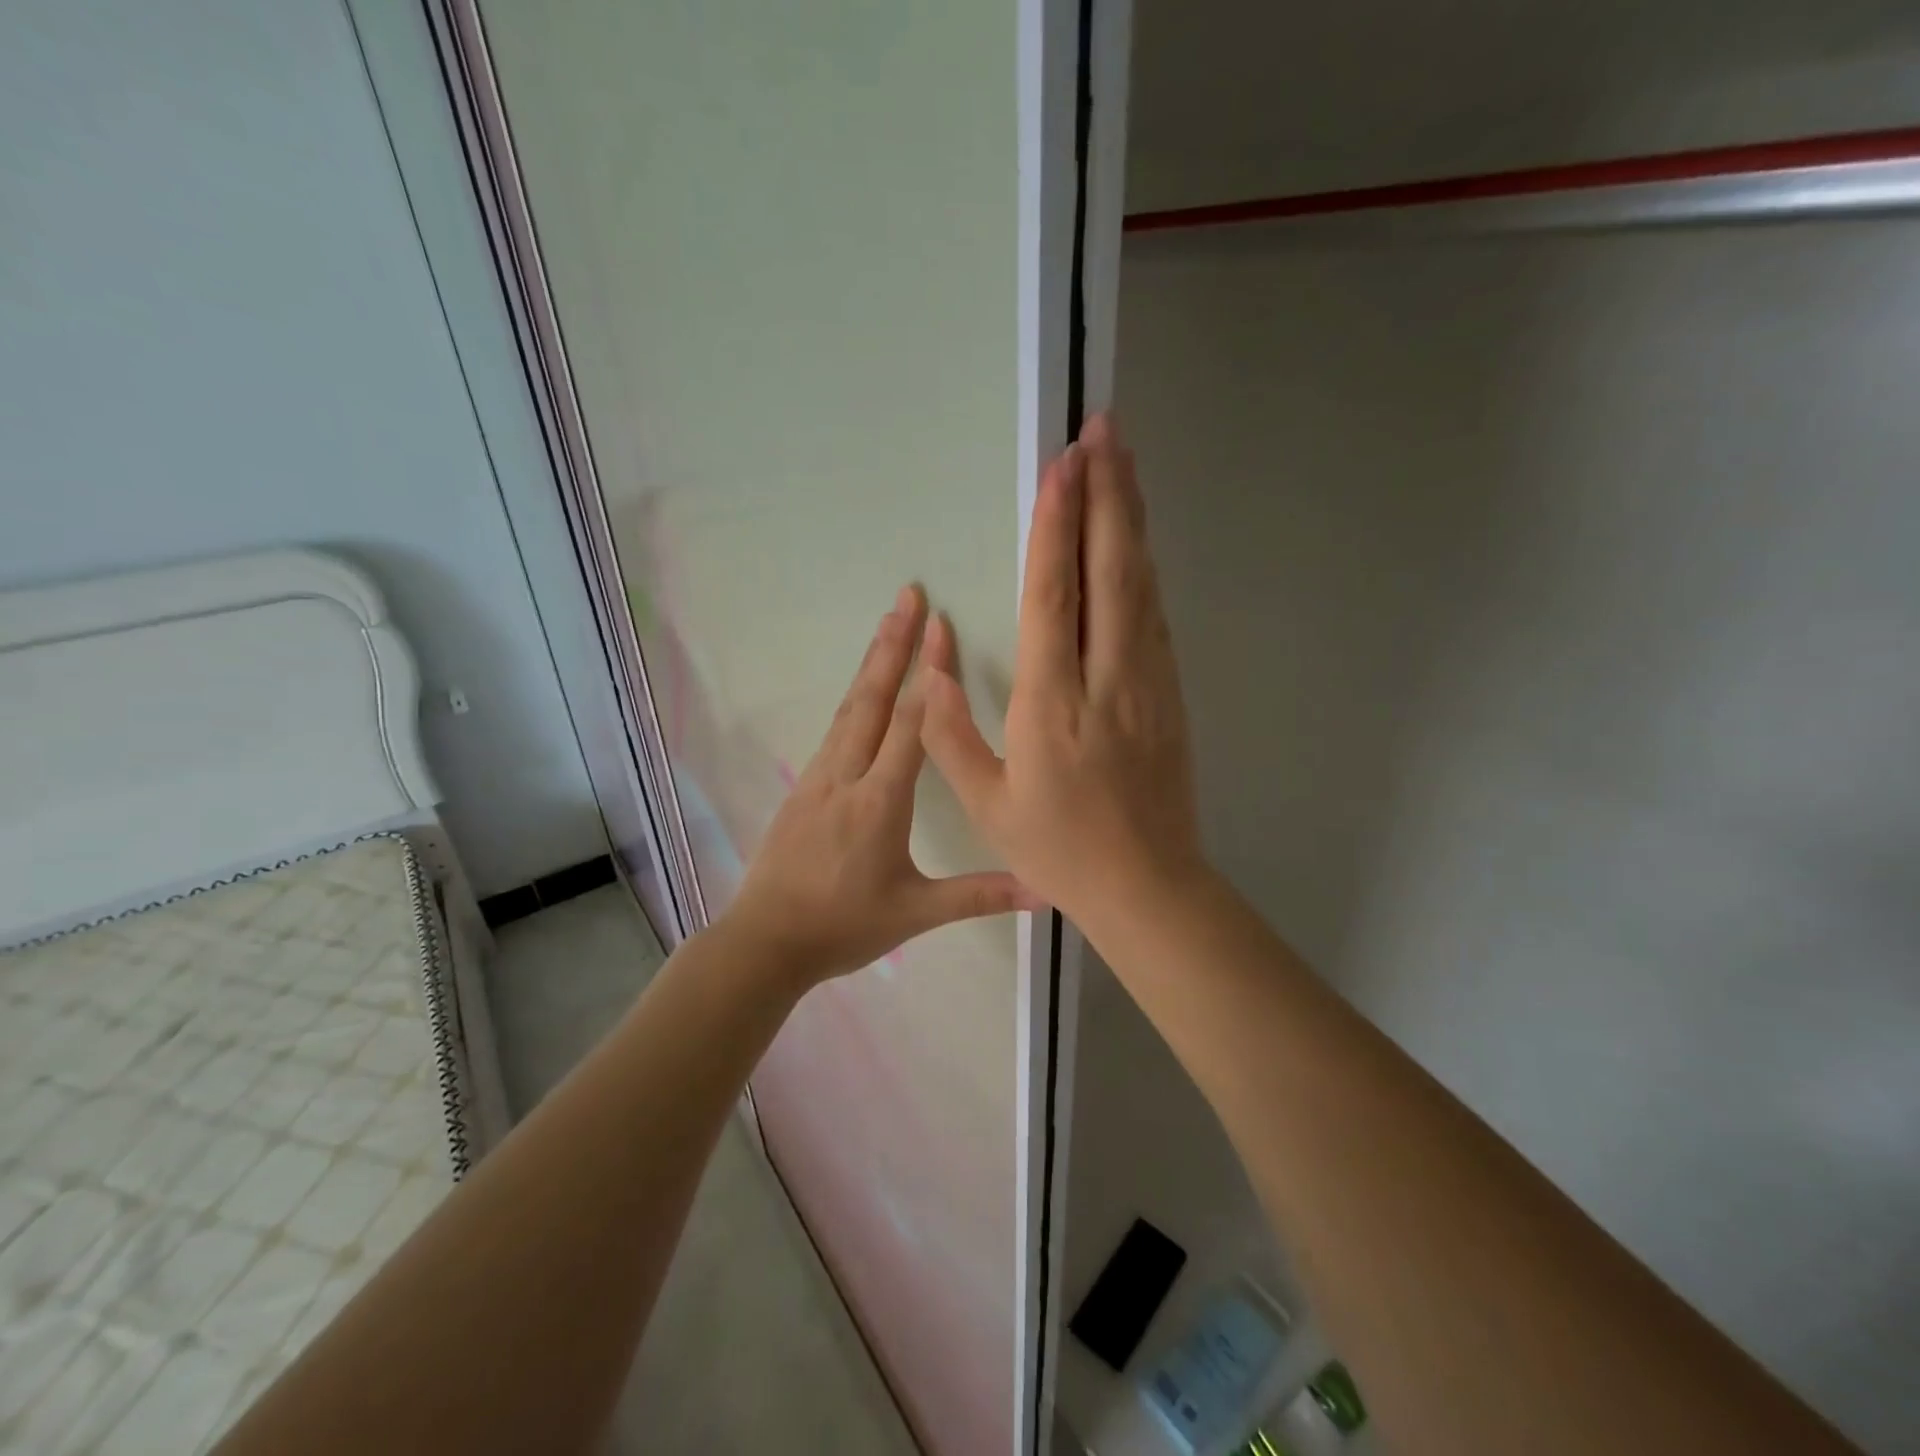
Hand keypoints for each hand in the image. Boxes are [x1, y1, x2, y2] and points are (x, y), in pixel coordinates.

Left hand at [724, 585, 1037, 984]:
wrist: (765, 942)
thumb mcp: (916, 912)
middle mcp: (847, 776)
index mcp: (880, 801)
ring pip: (850, 708)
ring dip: (871, 663)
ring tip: (887, 623)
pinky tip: (862, 690)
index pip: (911, 724)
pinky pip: (835, 730)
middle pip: (873, 698)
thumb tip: (1046, 890)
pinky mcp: (804, 788)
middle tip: (908, 594)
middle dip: (893, 644)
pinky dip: (854, 697)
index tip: (941, 626)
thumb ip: (980, 895)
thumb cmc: (843, 926)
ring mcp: (819, 778)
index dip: (930, 673)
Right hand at [919, 413, 1206, 932]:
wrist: (1147, 885)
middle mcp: (1107, 679)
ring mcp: (1149, 683)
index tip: (1062, 466)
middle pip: (1111, 572)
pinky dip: (1144, 568)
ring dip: (1131, 519)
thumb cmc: (1058, 847)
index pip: (1054, 597)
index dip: (1056, 527)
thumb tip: (928, 665)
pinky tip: (1136, 541)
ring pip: (1141, 585)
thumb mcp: (986, 803)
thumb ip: (948, 732)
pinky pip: (1155, 617)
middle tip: (1104, 431)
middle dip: (1106, 495)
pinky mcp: (1171, 693)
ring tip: (1124, 463)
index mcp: (1054, 704)